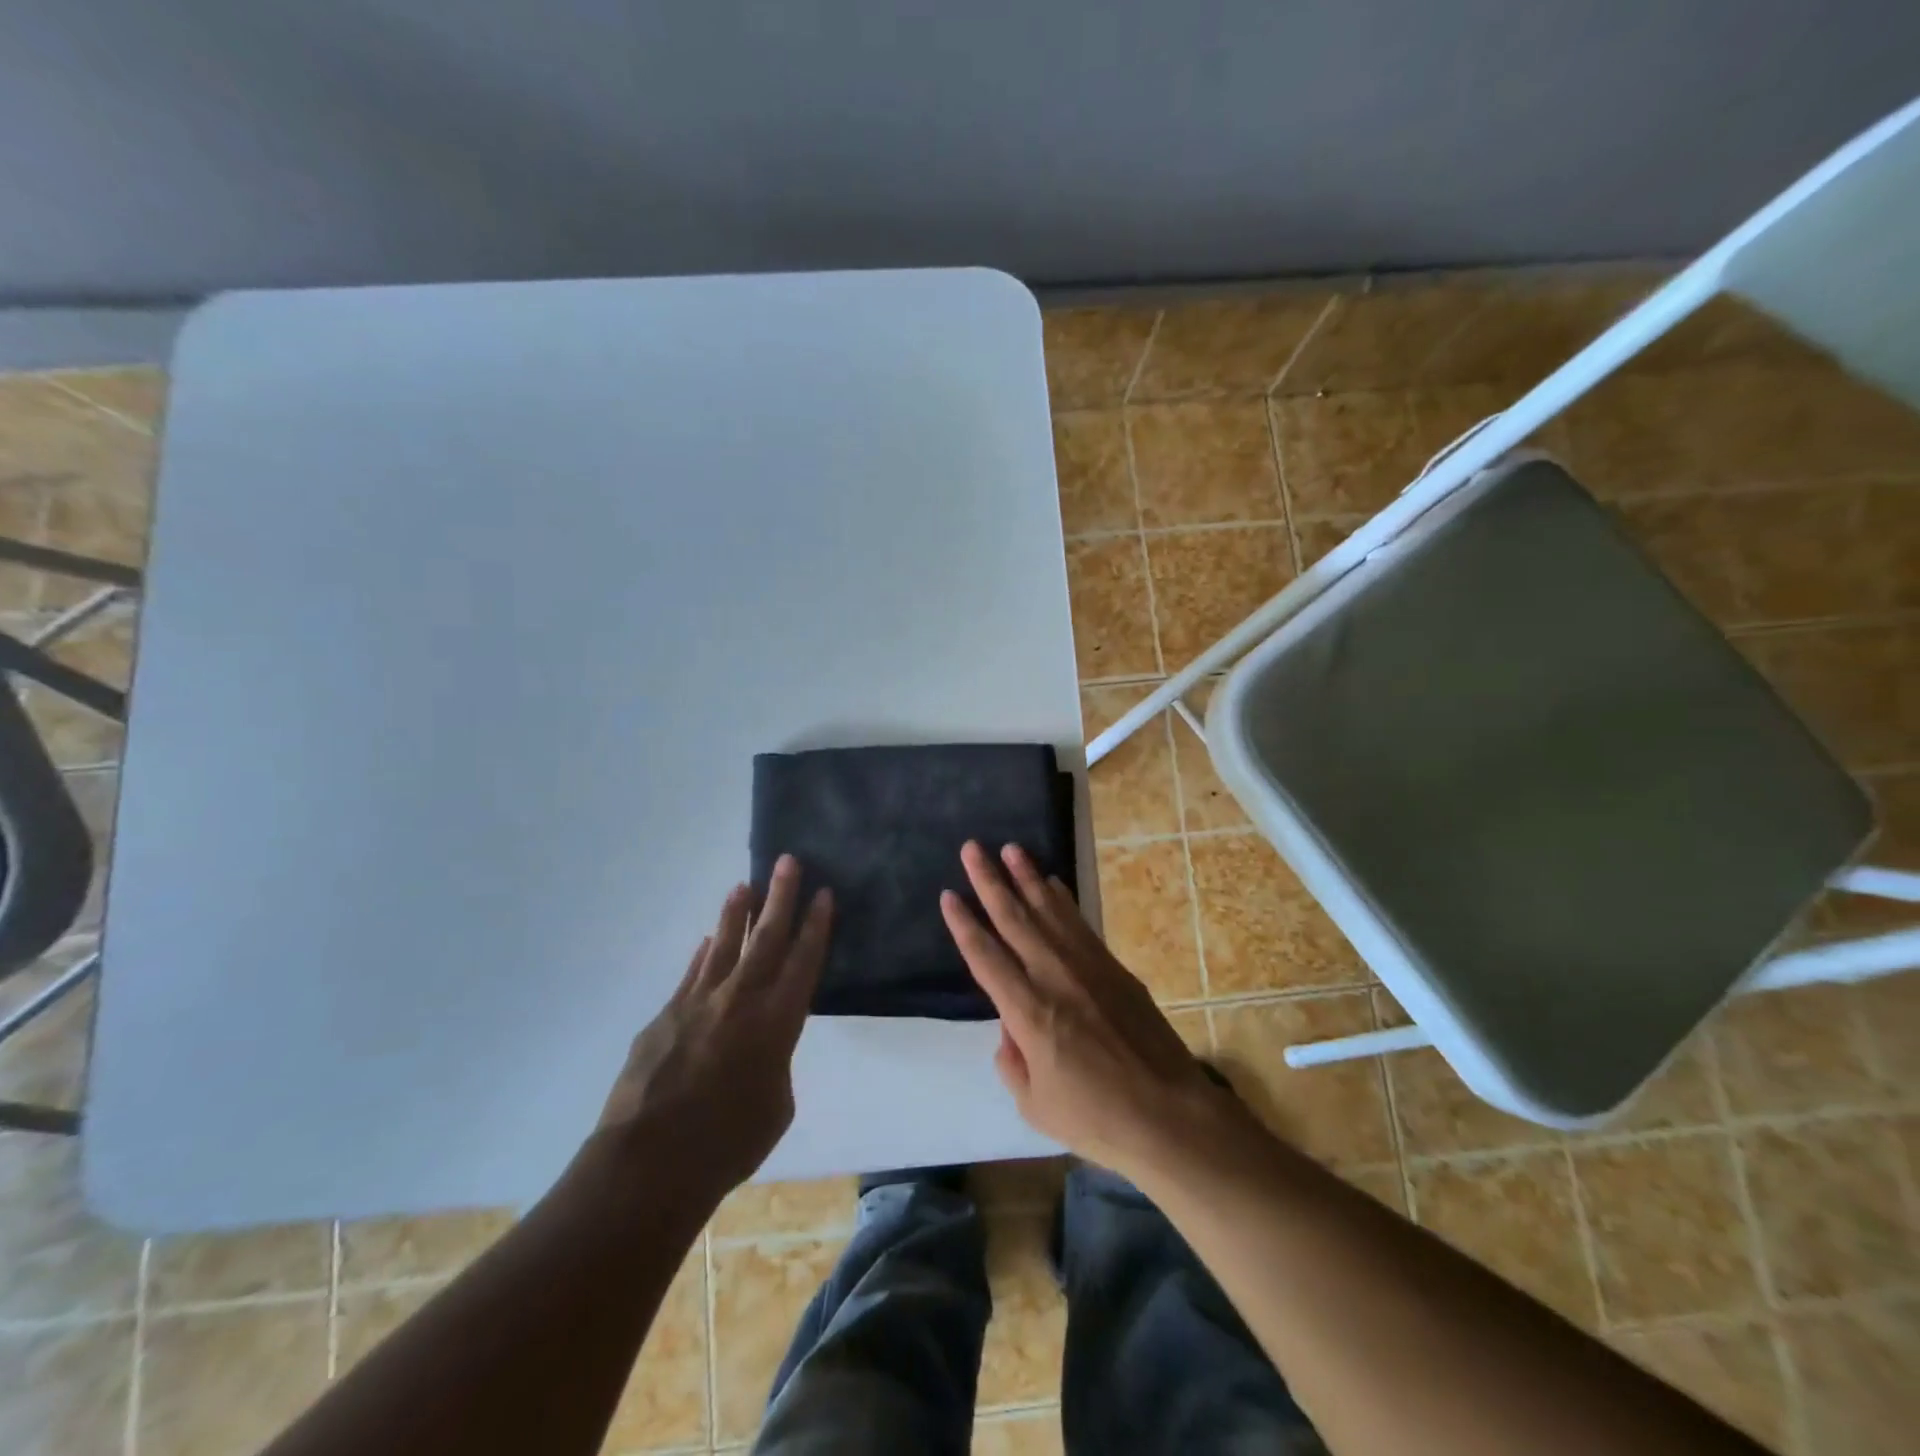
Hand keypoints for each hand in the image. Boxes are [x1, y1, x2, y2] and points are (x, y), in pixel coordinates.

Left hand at [598, 855, 831, 1199]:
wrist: (648, 1164)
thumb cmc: (727, 1145)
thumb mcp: (776, 1107)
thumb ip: (774, 1066)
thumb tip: (758, 1051)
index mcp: (777, 1022)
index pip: (803, 961)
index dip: (816, 925)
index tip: (823, 893)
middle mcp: (741, 1000)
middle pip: (767, 938)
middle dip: (781, 897)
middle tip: (788, 861)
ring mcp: (698, 1003)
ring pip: (724, 945)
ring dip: (737, 913)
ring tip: (745, 885)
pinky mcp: (665, 1015)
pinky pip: (692, 974)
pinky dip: (704, 954)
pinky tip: (709, 940)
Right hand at [940, 840, 1243, 1181]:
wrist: (1171, 1116)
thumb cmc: (1097, 1119)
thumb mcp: (1035, 1106)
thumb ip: (1012, 1063)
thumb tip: (1008, 1030)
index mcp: (1028, 1012)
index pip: (985, 957)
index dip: (964, 924)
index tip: (948, 894)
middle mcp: (1055, 978)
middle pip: (1014, 920)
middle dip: (990, 881)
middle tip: (972, 848)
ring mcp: (1088, 968)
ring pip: (1049, 911)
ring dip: (1027, 877)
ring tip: (1010, 848)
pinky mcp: (1115, 968)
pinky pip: (1080, 924)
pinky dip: (1063, 900)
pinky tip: (1052, 883)